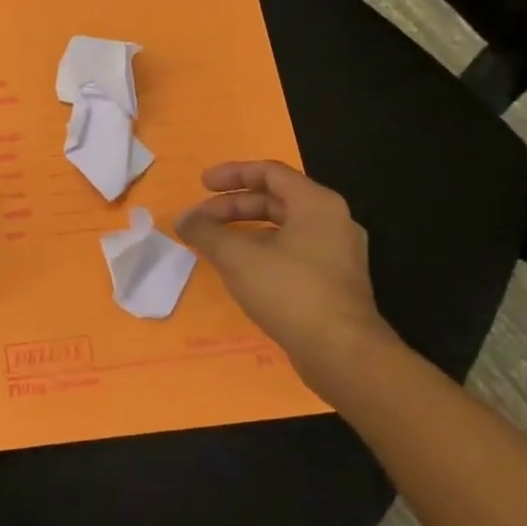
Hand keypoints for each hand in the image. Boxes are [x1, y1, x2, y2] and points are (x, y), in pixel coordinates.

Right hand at [175, 161, 397, 390]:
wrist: (342, 353)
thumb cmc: (290, 291)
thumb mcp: (237, 257)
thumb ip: (205, 232)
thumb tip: (183, 219)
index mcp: (316, 204)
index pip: (270, 172)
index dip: (231, 174)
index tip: (201, 184)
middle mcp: (333, 221)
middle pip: (275, 200)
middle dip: (232, 206)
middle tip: (200, 221)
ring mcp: (337, 254)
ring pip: (283, 228)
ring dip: (244, 230)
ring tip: (214, 245)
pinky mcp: (334, 282)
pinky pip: (292, 252)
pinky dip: (262, 251)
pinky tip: (240, 270)